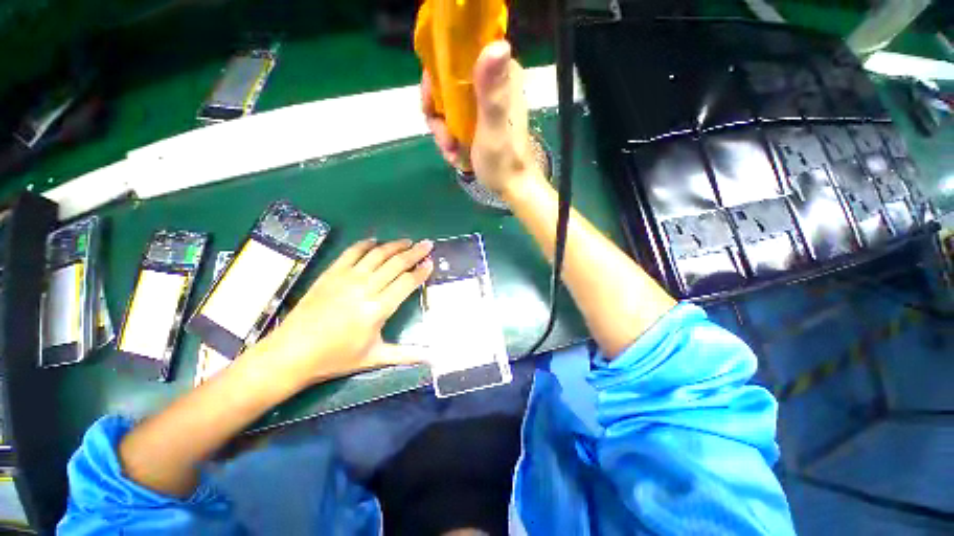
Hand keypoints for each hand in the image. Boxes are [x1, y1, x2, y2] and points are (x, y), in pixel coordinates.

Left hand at [248, 239, 433, 390]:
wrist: (291, 353)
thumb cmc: (336, 358)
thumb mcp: (374, 357)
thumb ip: (406, 354)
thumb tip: (432, 359)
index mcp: (377, 309)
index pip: (407, 283)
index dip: (421, 271)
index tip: (431, 263)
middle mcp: (365, 288)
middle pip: (396, 263)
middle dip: (415, 252)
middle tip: (427, 244)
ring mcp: (346, 278)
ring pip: (377, 254)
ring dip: (395, 245)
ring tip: (408, 241)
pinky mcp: (331, 273)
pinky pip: (352, 252)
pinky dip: (366, 244)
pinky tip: (375, 242)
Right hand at [422, 40, 536, 196]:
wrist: (512, 188)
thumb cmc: (504, 161)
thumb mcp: (495, 127)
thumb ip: (492, 91)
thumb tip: (498, 44)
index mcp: (500, 76)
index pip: (458, 56)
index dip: (438, 78)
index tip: (430, 105)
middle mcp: (492, 84)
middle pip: (447, 84)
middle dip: (439, 116)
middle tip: (445, 140)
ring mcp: (484, 104)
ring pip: (447, 107)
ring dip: (444, 134)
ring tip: (453, 153)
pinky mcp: (479, 121)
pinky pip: (453, 122)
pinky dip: (451, 141)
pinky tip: (457, 157)